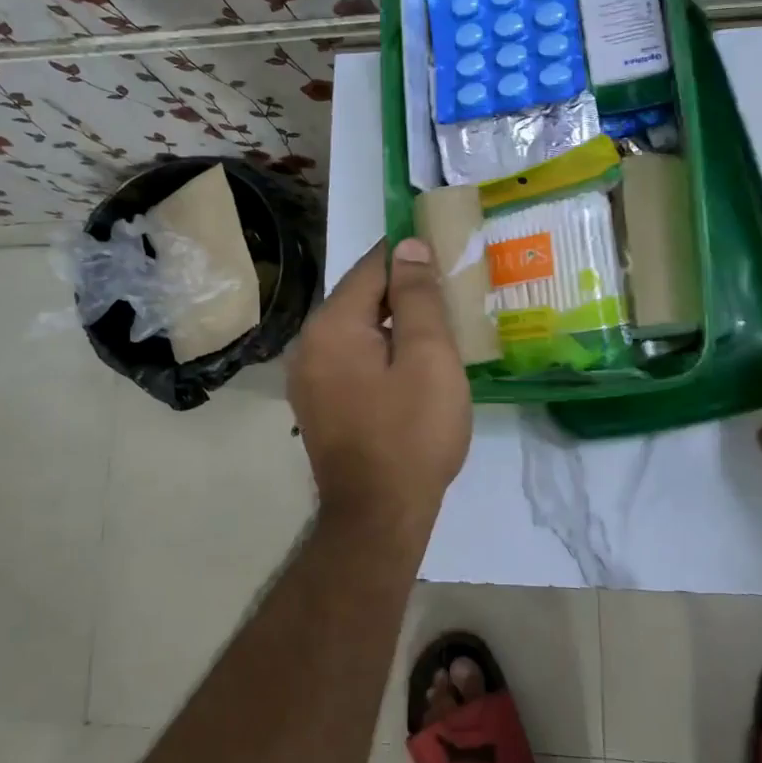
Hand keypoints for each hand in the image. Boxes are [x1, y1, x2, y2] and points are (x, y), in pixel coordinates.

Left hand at [288, 238, 472, 541]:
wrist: (379, 516)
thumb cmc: (411, 433)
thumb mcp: (428, 357)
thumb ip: (418, 296)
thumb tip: (409, 245)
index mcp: (332, 326)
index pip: (371, 267)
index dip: (409, 255)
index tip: (446, 251)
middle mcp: (309, 344)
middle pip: (362, 298)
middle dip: (405, 290)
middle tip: (451, 291)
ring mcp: (309, 377)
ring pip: (358, 329)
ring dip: (395, 322)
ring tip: (439, 325)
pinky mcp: (320, 402)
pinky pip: (353, 357)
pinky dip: (382, 350)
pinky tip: (412, 363)